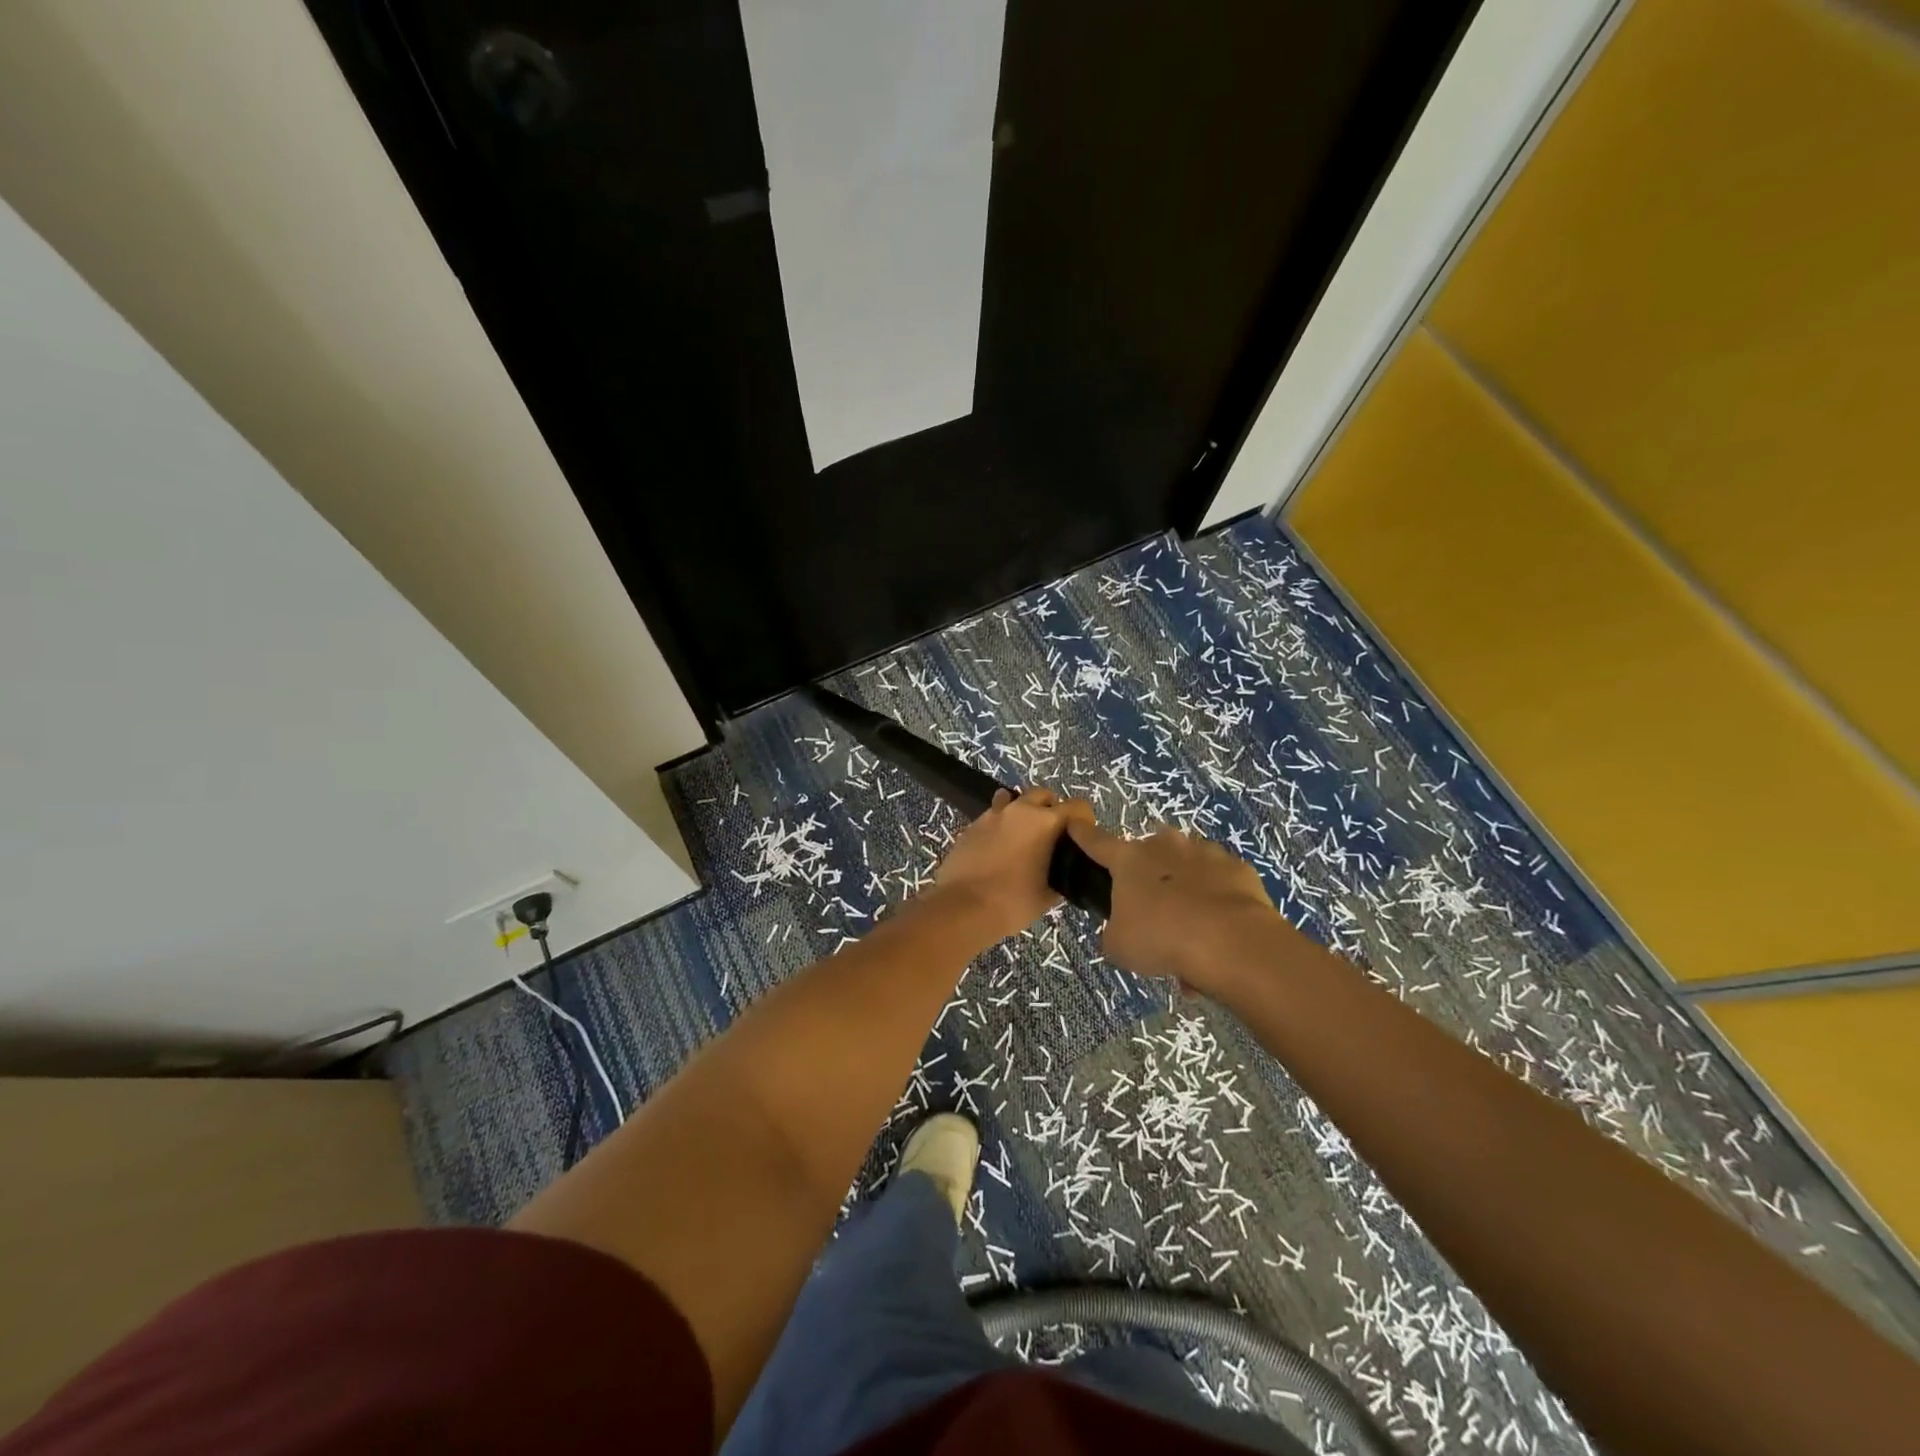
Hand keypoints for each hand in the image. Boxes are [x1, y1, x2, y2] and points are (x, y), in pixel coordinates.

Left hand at [931, 788, 1093, 944]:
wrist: (963, 907)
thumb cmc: (1013, 901)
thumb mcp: (1047, 895)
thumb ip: (1059, 876)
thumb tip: (1059, 873)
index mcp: (1045, 822)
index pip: (1077, 806)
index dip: (1085, 819)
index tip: (1083, 836)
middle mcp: (1020, 810)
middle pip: (1043, 794)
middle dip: (1052, 808)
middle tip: (1053, 834)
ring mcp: (992, 815)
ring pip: (1014, 800)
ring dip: (1023, 812)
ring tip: (1024, 836)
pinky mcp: (972, 825)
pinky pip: (993, 815)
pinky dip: (1001, 824)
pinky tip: (999, 845)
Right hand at [1064, 820, 1290, 999]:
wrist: (1231, 942)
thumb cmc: (1162, 939)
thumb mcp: (1120, 946)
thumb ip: (1115, 931)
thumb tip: (1123, 929)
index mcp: (1128, 860)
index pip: (1097, 842)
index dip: (1083, 835)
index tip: (1075, 824)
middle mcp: (1164, 846)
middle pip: (1149, 853)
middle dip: (1149, 874)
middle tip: (1153, 910)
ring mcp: (1205, 852)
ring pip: (1187, 865)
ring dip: (1185, 886)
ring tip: (1192, 926)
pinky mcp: (1238, 868)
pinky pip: (1221, 882)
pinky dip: (1218, 899)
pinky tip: (1221, 928)